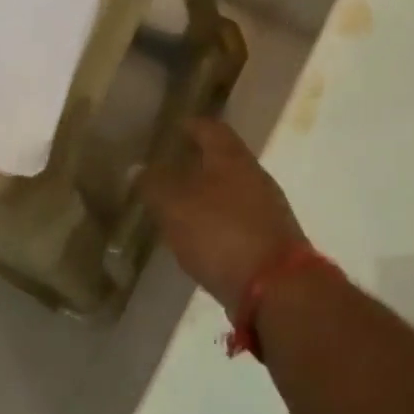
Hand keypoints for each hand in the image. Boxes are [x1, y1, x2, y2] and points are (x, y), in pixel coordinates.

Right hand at [140, 117, 308, 314]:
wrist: (275, 287)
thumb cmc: (221, 235)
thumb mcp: (176, 207)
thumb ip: (155, 185)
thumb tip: (138, 167)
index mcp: (233, 159)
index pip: (211, 129)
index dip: (191, 126)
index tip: (173, 128)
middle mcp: (255, 178)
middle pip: (224, 160)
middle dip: (198, 161)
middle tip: (169, 168)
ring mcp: (267, 210)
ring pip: (231, 191)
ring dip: (207, 194)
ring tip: (179, 204)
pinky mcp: (269, 240)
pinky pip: (237, 220)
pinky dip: (217, 222)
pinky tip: (200, 236)